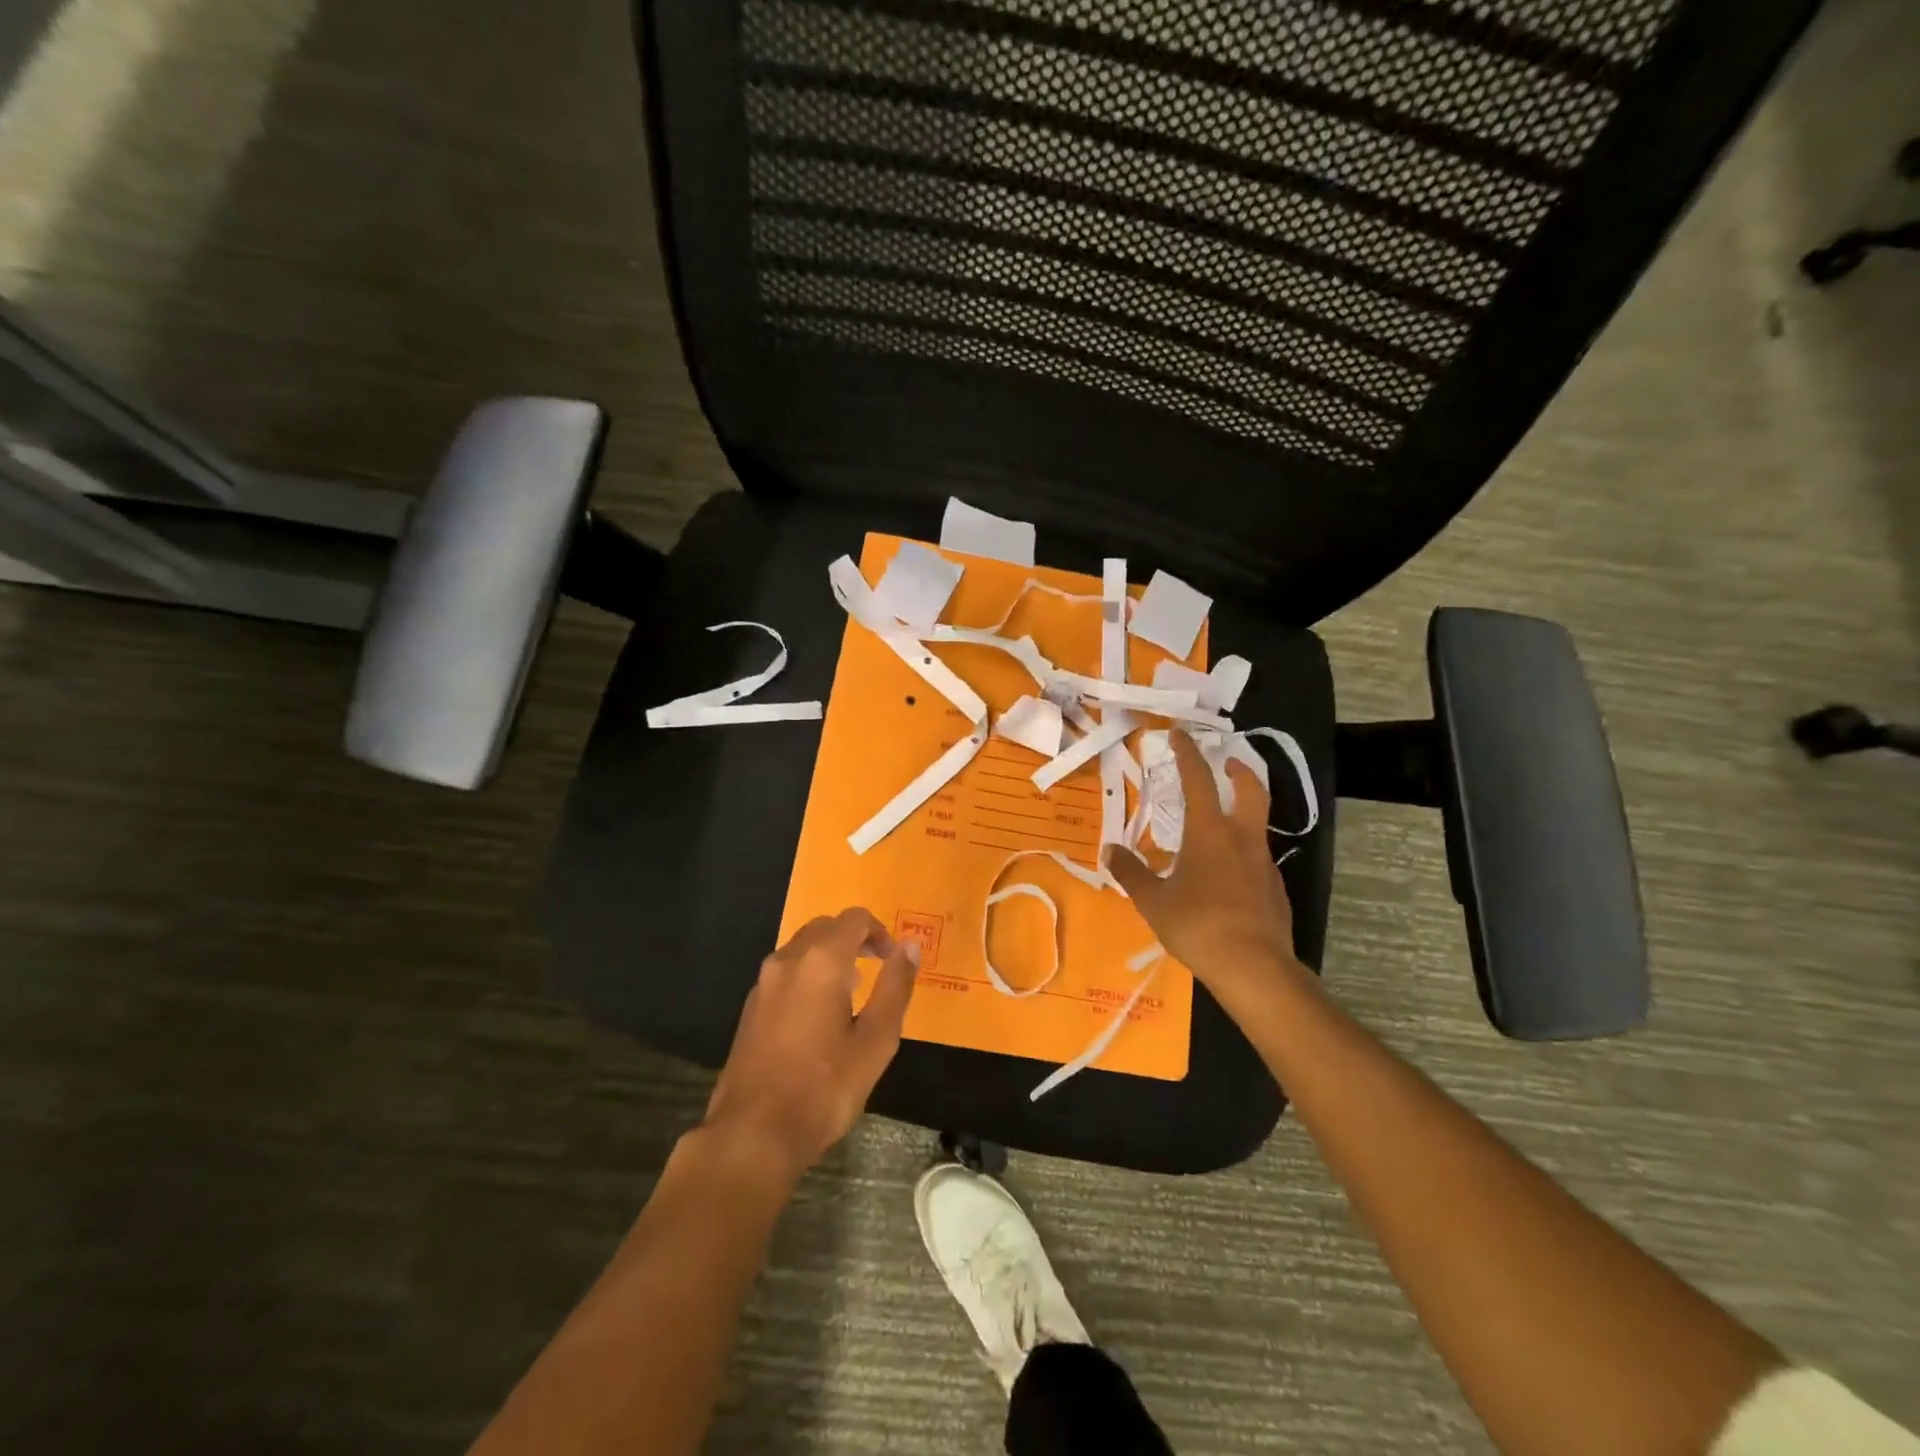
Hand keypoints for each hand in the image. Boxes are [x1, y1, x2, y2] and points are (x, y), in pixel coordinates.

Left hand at [702, 908, 918, 1181]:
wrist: (752, 1134)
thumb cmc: (824, 1088)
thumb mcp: (876, 1040)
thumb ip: (895, 987)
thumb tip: (910, 946)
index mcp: (821, 961)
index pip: (855, 919)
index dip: (880, 932)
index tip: (894, 960)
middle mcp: (788, 959)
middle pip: (826, 927)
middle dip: (854, 939)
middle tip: (877, 968)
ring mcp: (764, 982)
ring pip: (802, 947)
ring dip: (830, 956)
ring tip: (852, 993)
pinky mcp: (751, 1006)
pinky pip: (786, 971)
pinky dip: (809, 974)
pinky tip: (820, 1015)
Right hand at [1104, 730, 1304, 1010]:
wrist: (1254, 967)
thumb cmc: (1197, 925)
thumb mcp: (1153, 901)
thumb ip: (1131, 872)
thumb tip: (1110, 850)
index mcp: (1209, 833)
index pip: (1199, 780)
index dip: (1188, 754)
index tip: (1179, 735)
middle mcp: (1241, 839)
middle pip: (1250, 790)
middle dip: (1239, 770)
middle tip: (1227, 763)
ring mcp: (1264, 863)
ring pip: (1257, 824)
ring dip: (1242, 811)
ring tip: (1219, 823)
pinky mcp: (1275, 889)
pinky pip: (1258, 858)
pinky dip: (1243, 851)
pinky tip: (1228, 874)